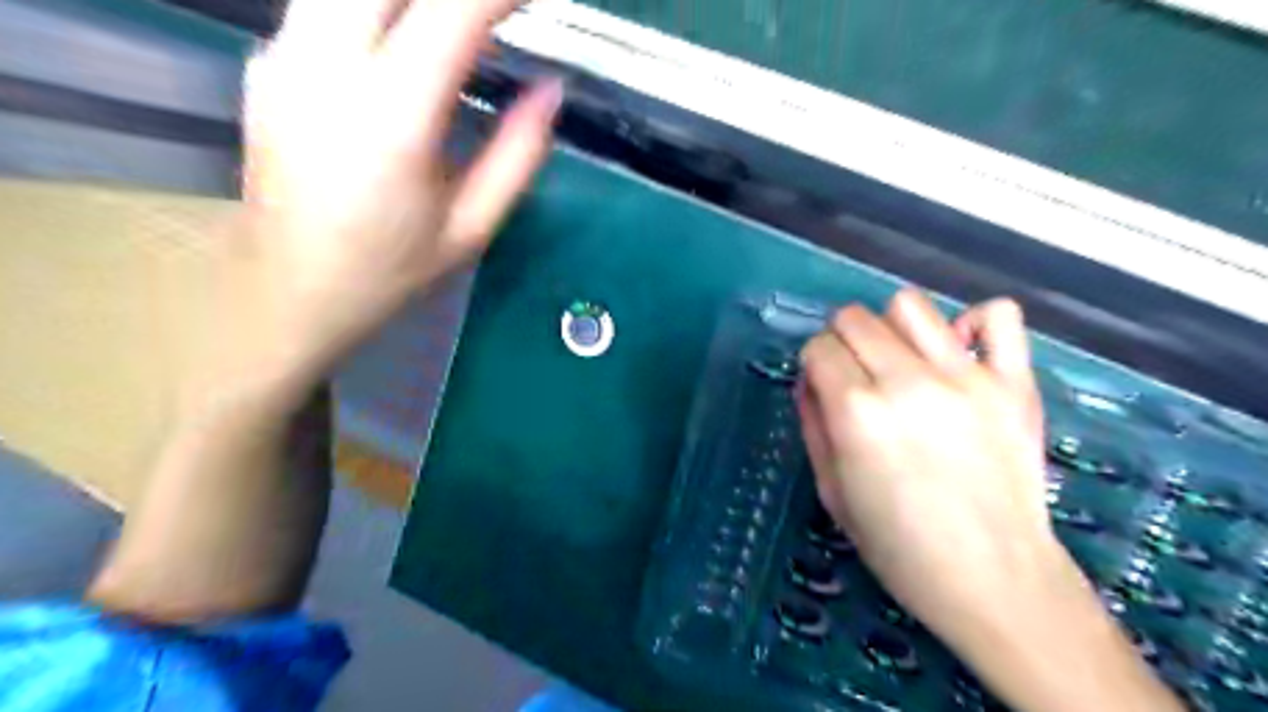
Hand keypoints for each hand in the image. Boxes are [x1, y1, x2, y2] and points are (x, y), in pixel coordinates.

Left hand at [221, 0, 556, 384]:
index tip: (537, 1)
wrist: (285, 290)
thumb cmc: (388, 270)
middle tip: (499, 12)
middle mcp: (326, 65)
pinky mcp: (269, 58)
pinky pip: (330, 2)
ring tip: (463, 25)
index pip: (452, 11)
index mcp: (390, 118)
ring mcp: (285, 53)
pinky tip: (409, 38)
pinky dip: (382, 9)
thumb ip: (518, 155)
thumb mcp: (472, 227)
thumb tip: (550, 91)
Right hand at [800, 288, 1061, 650]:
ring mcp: (966, 377)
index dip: (814, 364)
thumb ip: (812, 424)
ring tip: (902, 362)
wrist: (993, 580)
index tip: (824, 387)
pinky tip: (960, 353)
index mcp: (857, 412)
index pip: (818, 347)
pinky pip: (998, 315)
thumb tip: (810, 379)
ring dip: (892, 327)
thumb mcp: (831, 490)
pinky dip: (973, 323)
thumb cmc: (898, 546)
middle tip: (856, 375)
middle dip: (843, 340)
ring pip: (909, 305)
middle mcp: (907, 381)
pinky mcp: (1014, 382)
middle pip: (856, 318)